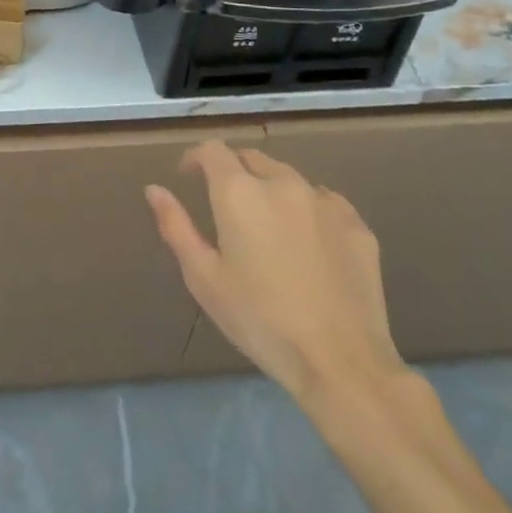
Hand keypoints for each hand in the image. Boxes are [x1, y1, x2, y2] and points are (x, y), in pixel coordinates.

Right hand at [146, 141, 404, 403]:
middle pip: (251, 158)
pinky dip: (308, 210)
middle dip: (233, 172)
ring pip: (288, 178)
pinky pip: (324, 202)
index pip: (213, 150)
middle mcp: (282, 182)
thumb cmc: (260, 320)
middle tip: (226, 207)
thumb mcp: (204, 278)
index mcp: (239, 191)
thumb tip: (154, 189)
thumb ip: (176, 226)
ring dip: (270, 189)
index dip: (196, 158)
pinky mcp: (357, 224)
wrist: (341, 362)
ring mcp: (324, 201)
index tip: (188, 177)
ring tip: (267, 226)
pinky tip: (307, 243)